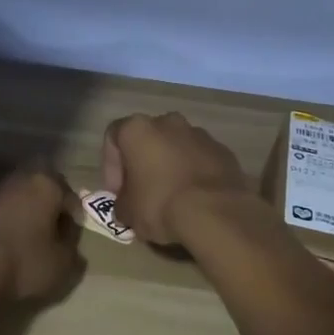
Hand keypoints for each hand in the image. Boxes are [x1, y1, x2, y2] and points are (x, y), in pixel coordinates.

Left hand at [0, 166, 81, 303]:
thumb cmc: (21, 262)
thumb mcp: (60, 267)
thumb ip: (71, 254)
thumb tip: (69, 248)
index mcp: (45, 186)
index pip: (67, 195)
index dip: (72, 216)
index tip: (70, 236)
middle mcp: (15, 181)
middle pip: (35, 191)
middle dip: (41, 210)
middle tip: (44, 235)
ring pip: (7, 203)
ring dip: (13, 219)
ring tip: (13, 246)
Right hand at [100, 113, 248, 245]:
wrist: (216, 211)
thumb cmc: (161, 204)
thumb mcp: (128, 212)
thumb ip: (121, 204)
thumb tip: (126, 207)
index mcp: (138, 129)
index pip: (113, 137)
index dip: (111, 166)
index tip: (118, 193)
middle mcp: (168, 122)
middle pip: (147, 139)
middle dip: (143, 163)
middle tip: (142, 194)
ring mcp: (199, 133)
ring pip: (176, 147)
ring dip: (170, 166)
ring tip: (172, 198)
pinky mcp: (222, 149)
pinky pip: (200, 158)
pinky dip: (194, 173)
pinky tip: (195, 199)